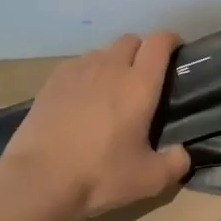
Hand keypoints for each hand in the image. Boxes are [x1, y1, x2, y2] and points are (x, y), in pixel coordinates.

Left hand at [0, 32, 191, 220]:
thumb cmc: (100, 175)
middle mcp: (110, 68)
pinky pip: (78, 65)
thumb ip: (176, 163)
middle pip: (131, 41)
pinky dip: (89, 73)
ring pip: (103, 52)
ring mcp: (77, 71)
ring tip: (113, 88)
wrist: (38, 180)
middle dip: (143, 50)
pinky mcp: (52, 82)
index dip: (171, 40)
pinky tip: (84, 98)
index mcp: (139, 85)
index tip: (177, 50)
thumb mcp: (150, 179)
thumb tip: (182, 153)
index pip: (159, 43)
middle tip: (146, 77)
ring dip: (114, 62)